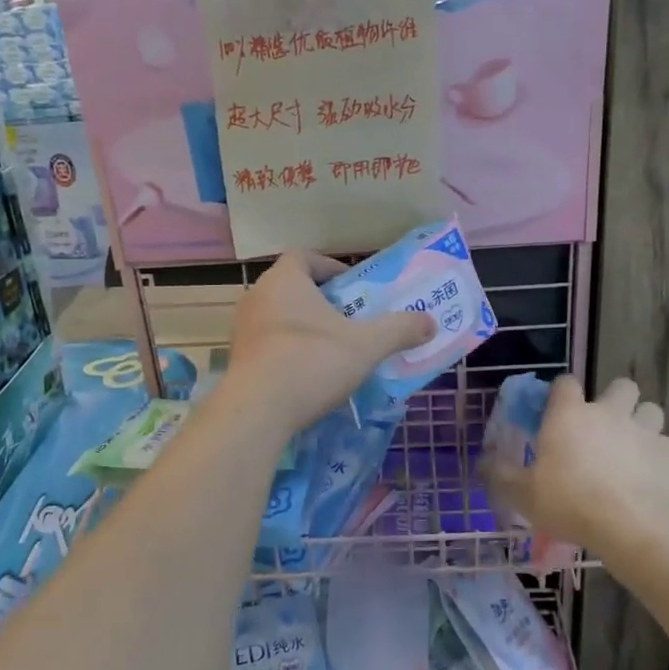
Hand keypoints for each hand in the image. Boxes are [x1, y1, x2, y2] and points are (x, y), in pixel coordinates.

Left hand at [222, 252, 433, 435]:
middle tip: (349, 319)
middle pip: (292, 287)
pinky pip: (268, 343)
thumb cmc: (311, 363)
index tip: (352, 286)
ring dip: (304, 326)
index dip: (330, 267)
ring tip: (332, 348)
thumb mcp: (366, 346)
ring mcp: (243, 328)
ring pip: (279, 316)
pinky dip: (288, 350)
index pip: (305, 257)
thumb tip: (430, 322)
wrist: (256, 412)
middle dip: (321, 300)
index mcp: (284, 280)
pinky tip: (308, 373)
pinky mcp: (238, 358)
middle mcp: (257, 296)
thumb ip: (399, 330)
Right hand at [487, 376, 668, 577]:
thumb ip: (501, 475)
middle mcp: (607, 412)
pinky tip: (648, 470)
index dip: (561, 392)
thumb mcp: (522, 494)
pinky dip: (657, 451)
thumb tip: (482, 463)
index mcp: (568, 414)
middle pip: (621, 385)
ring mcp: (641, 430)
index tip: (556, 410)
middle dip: (615, 399)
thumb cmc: (568, 501)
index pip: (565, 382)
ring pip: (650, 409)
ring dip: (641, 421)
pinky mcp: (667, 454)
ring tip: (630, 444)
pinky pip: (664, 442)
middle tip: (603, 424)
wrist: (628, 523)